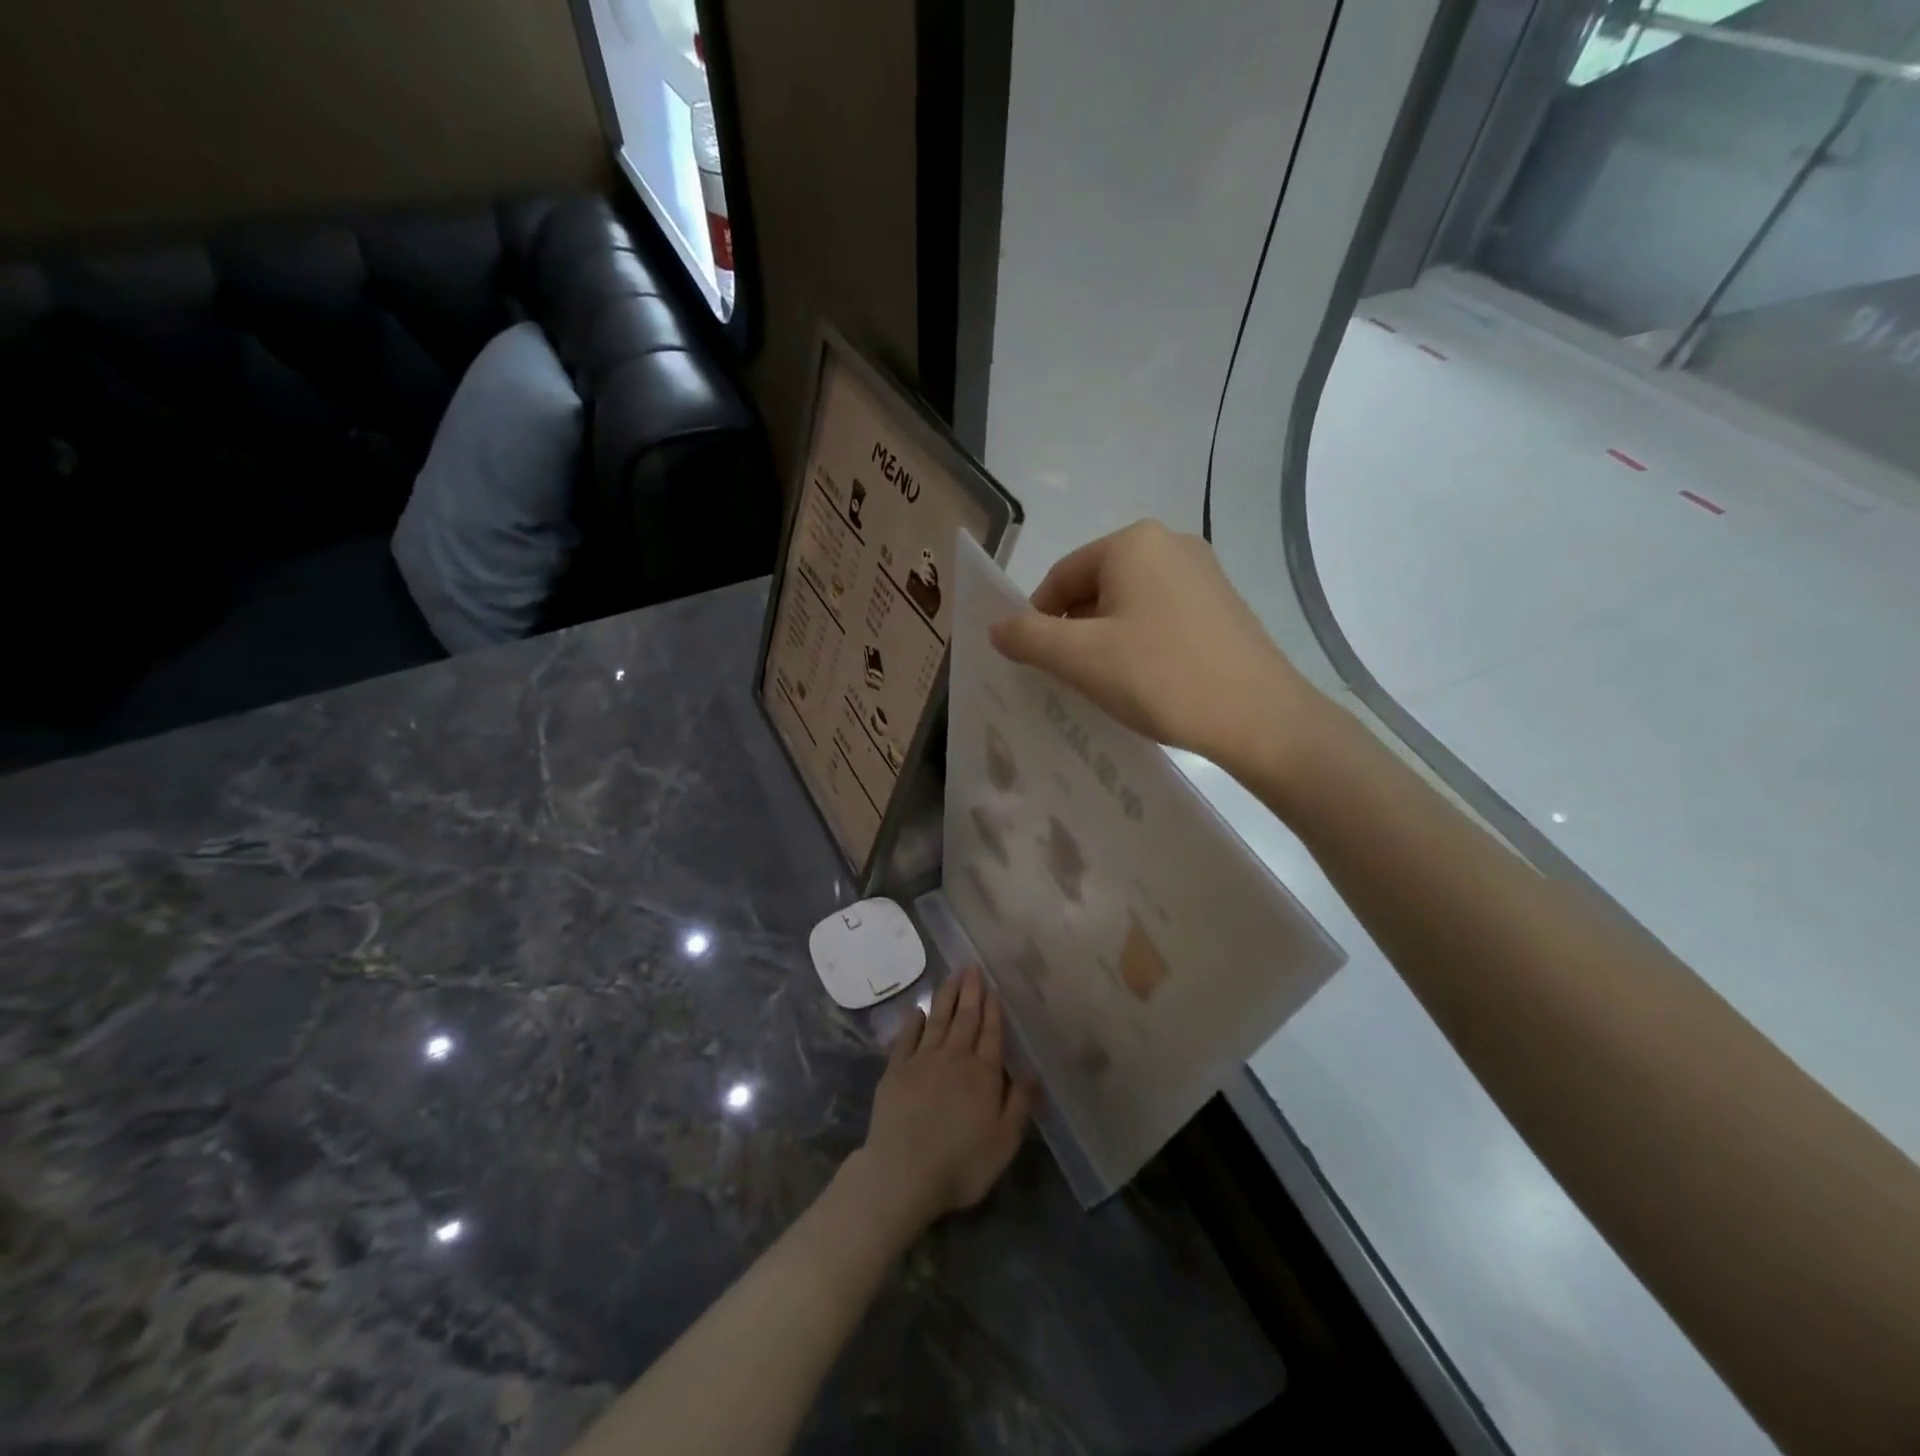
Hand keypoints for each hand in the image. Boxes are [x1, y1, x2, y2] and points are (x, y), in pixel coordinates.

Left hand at [856, 967, 1035, 1233]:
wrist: (903, 1173)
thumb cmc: (961, 1163)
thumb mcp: (1004, 1141)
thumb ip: (1020, 1103)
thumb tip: (1033, 1071)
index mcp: (983, 1074)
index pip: (991, 1033)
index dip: (993, 1009)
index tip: (993, 987)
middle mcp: (954, 1058)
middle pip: (965, 1018)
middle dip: (970, 991)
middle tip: (972, 967)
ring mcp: (922, 1061)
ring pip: (937, 1020)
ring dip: (946, 996)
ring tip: (952, 976)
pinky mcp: (895, 1070)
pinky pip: (906, 1038)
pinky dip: (912, 1021)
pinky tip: (916, 1010)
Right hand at [989, 521, 1329, 775]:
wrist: (1259, 718)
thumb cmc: (1160, 677)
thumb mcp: (1080, 659)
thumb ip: (1028, 638)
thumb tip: (996, 627)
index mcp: (1133, 542)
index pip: (1061, 576)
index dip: (1038, 619)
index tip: (1035, 663)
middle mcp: (1170, 543)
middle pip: (1095, 586)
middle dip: (1073, 630)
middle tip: (1069, 677)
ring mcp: (1203, 572)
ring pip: (1128, 602)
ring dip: (1105, 639)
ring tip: (1106, 683)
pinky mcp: (1222, 604)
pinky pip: (1160, 614)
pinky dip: (1139, 641)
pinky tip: (1145, 679)